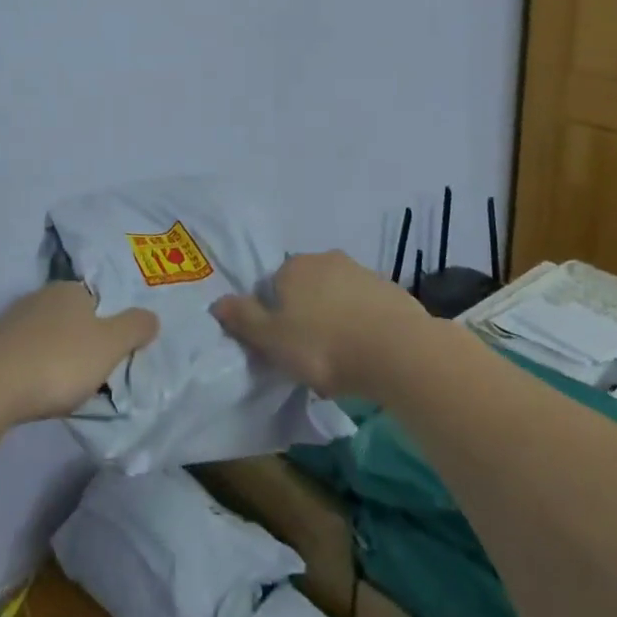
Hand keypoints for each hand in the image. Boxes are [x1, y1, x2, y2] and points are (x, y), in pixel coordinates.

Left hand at [0, 282, 158, 425]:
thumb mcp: (109, 346)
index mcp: (70, 290)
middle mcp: (40, 295)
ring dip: (57, 354)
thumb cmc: (58, 362)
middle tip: (93, 372)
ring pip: (47, 334)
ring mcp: (12, 319)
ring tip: (65, 386)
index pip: (99, 300)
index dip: (109, 325)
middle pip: (72, 316)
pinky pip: (25, 352)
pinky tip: (36, 388)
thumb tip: (151, 316)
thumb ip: (135, 328)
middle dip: (83, 340)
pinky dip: (34, 366)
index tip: (113, 354)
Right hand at [212, 250, 426, 397]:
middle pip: (306, 287)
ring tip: (341, 357)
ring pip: (337, 295)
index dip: (274, 315)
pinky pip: (366, 306)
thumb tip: (217, 302)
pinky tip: (367, 351)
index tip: (283, 345)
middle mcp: (326, 259)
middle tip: (310, 352)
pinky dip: (362, 323)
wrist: (399, 352)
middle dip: (306, 313)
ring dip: (335, 317)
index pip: (273, 286)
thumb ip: (243, 319)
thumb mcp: (272, 339)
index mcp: (294, 266)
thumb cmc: (324, 346)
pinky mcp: (392, 290)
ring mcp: (362, 272)